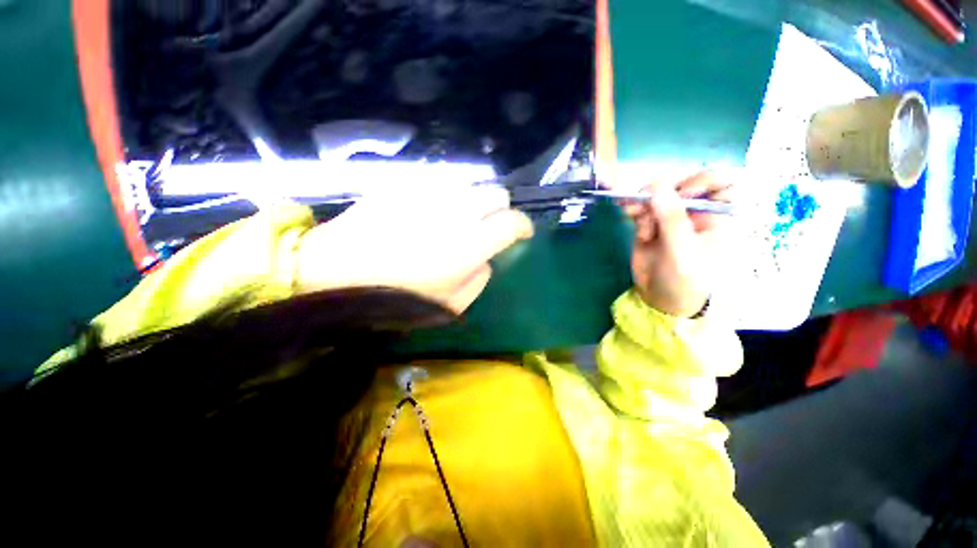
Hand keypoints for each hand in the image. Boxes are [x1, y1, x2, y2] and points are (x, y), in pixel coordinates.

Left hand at [295, 184, 533, 313]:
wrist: (333, 272)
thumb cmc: (393, 298)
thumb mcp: (449, 307)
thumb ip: (478, 280)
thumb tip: (486, 259)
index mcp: (469, 245)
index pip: (512, 223)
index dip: (524, 226)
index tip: (522, 232)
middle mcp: (455, 211)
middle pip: (496, 193)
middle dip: (501, 209)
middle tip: (491, 224)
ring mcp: (429, 192)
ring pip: (470, 183)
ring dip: (475, 200)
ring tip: (463, 216)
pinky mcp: (405, 183)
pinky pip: (440, 181)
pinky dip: (449, 193)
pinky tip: (436, 207)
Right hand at [623, 171, 732, 317]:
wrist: (661, 299)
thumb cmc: (684, 280)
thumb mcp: (682, 250)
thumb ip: (671, 218)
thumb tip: (656, 186)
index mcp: (717, 216)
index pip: (722, 183)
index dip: (703, 180)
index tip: (683, 193)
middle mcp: (696, 212)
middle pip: (683, 183)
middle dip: (663, 189)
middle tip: (645, 199)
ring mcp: (671, 217)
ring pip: (658, 194)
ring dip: (643, 201)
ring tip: (632, 215)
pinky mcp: (650, 223)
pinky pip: (642, 206)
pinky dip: (633, 207)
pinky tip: (627, 213)